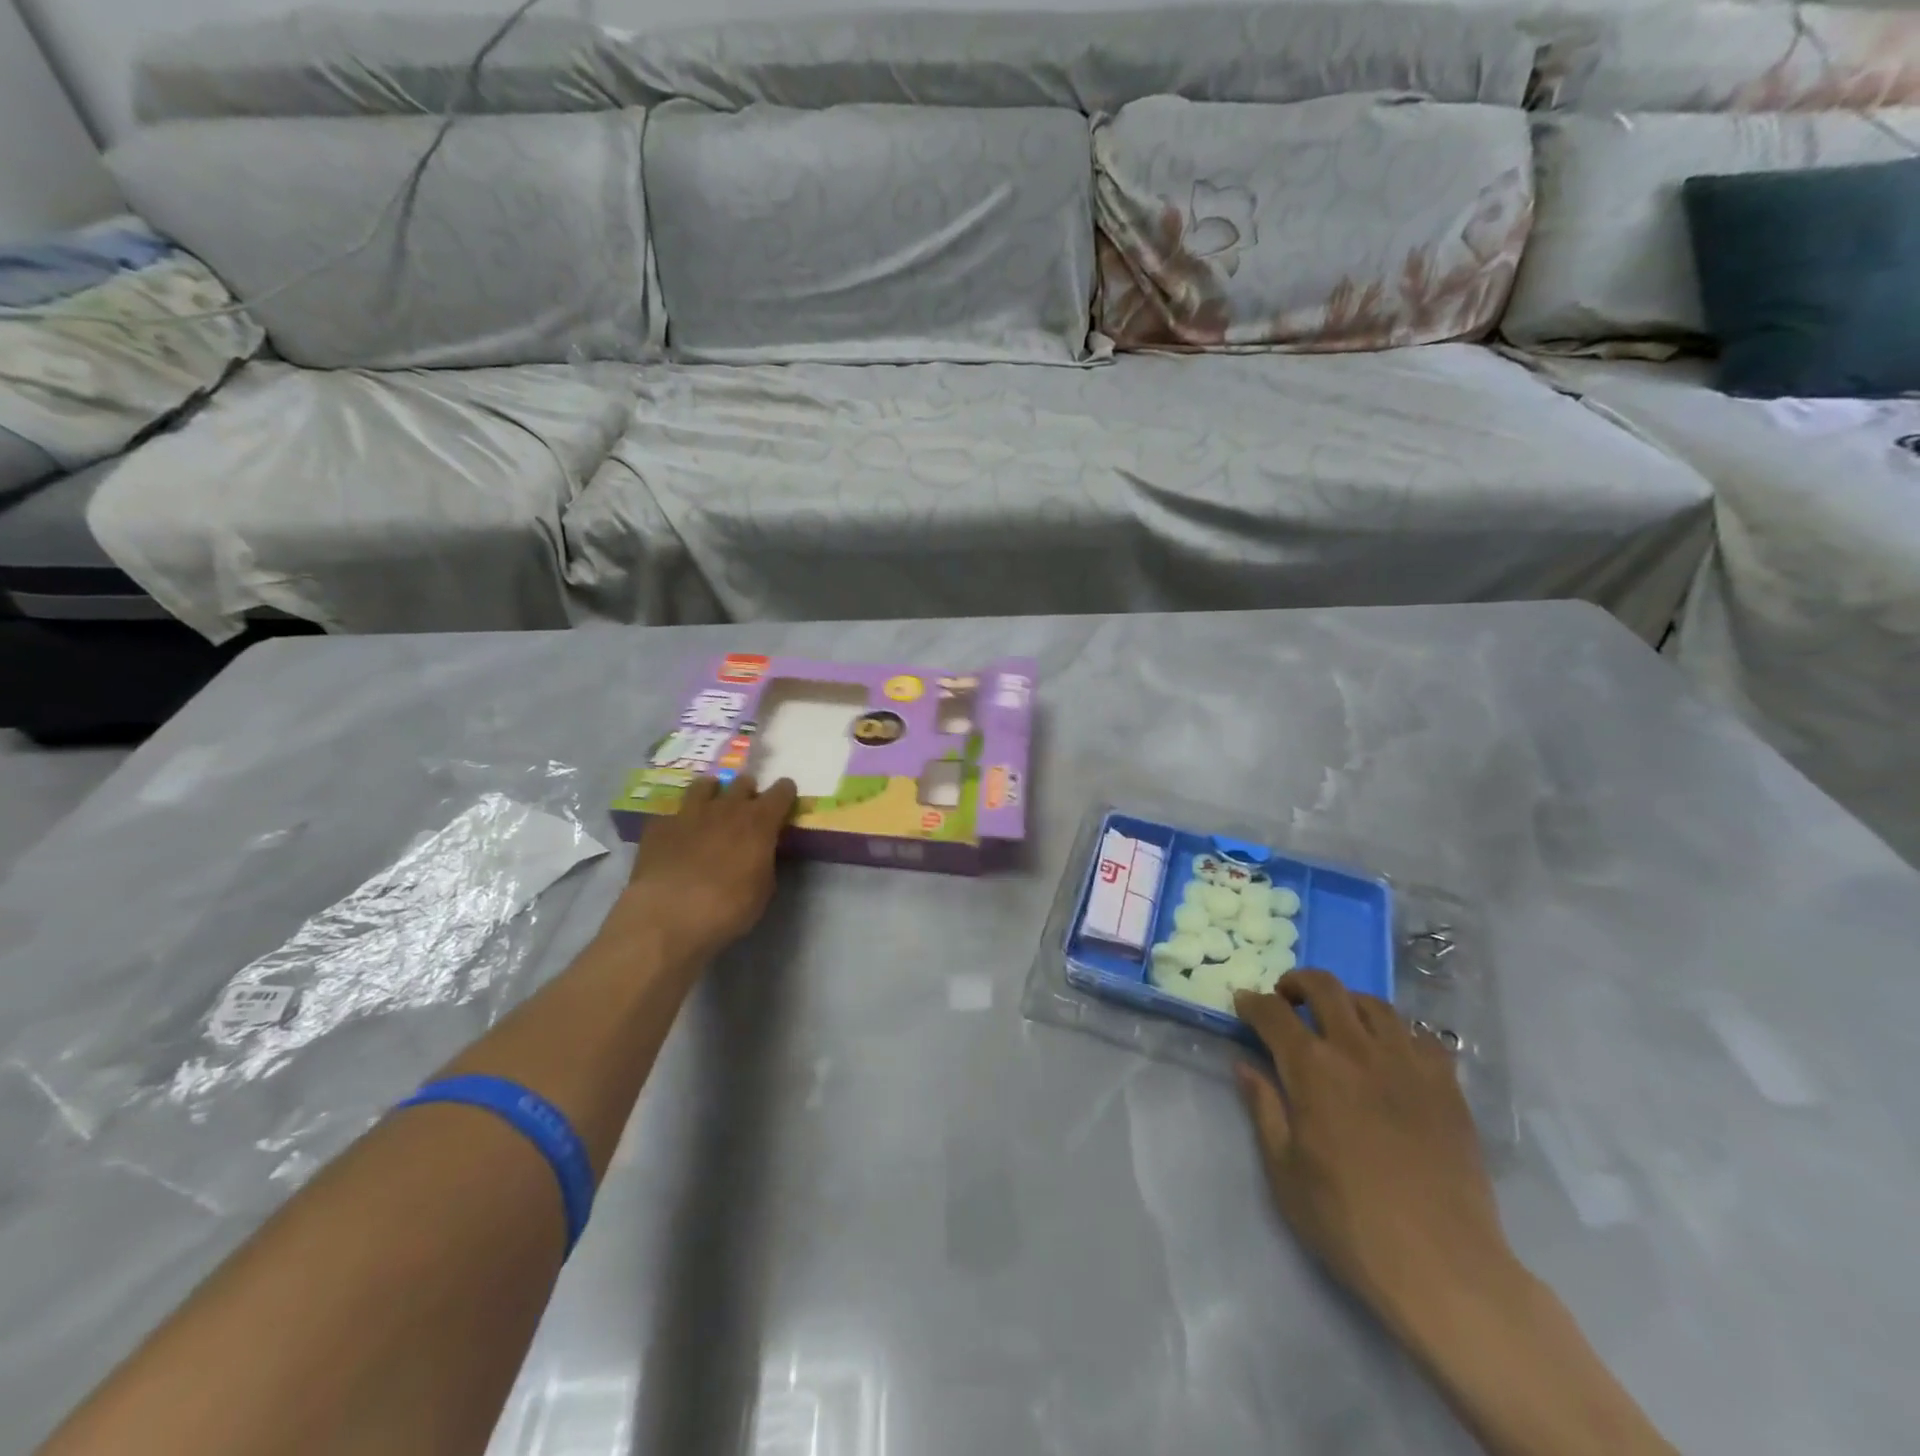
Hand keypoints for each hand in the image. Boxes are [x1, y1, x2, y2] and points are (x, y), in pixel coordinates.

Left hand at [599, 774, 796, 972]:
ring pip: (704, 785)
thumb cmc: (728, 908)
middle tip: (747, 809)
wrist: (668, 917)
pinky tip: (676, 836)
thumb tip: (760, 853)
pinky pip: (672, 813)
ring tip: (711, 807)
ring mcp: (689, 813)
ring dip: (713, 793)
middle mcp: (726, 808)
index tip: (785, 800)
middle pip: (743, 782)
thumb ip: (765, 861)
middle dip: (748, 792)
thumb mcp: (763, 889)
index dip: (785, 793)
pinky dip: (679, 821)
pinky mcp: (658, 826)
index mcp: (759, 822)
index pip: (781, 792)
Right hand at [1233, 972, 1510, 1335]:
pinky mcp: (1447, 1087)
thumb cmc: (1348, 1220)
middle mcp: (1358, 1050)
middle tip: (1287, 999)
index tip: (1243, 1004)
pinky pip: (1420, 1036)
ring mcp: (1408, 1064)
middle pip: (1325, 988)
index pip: (1273, 1013)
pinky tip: (1390, 1055)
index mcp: (1312, 1068)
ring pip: (1374, 1004)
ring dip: (1346, 1002)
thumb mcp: (1284, 1170)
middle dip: (1297, 983)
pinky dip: (1397, 1032)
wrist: (1443, 1266)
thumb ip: (1263, 1108)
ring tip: (1338, 1022)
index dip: (1253, 1003)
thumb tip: (1244, 1065)